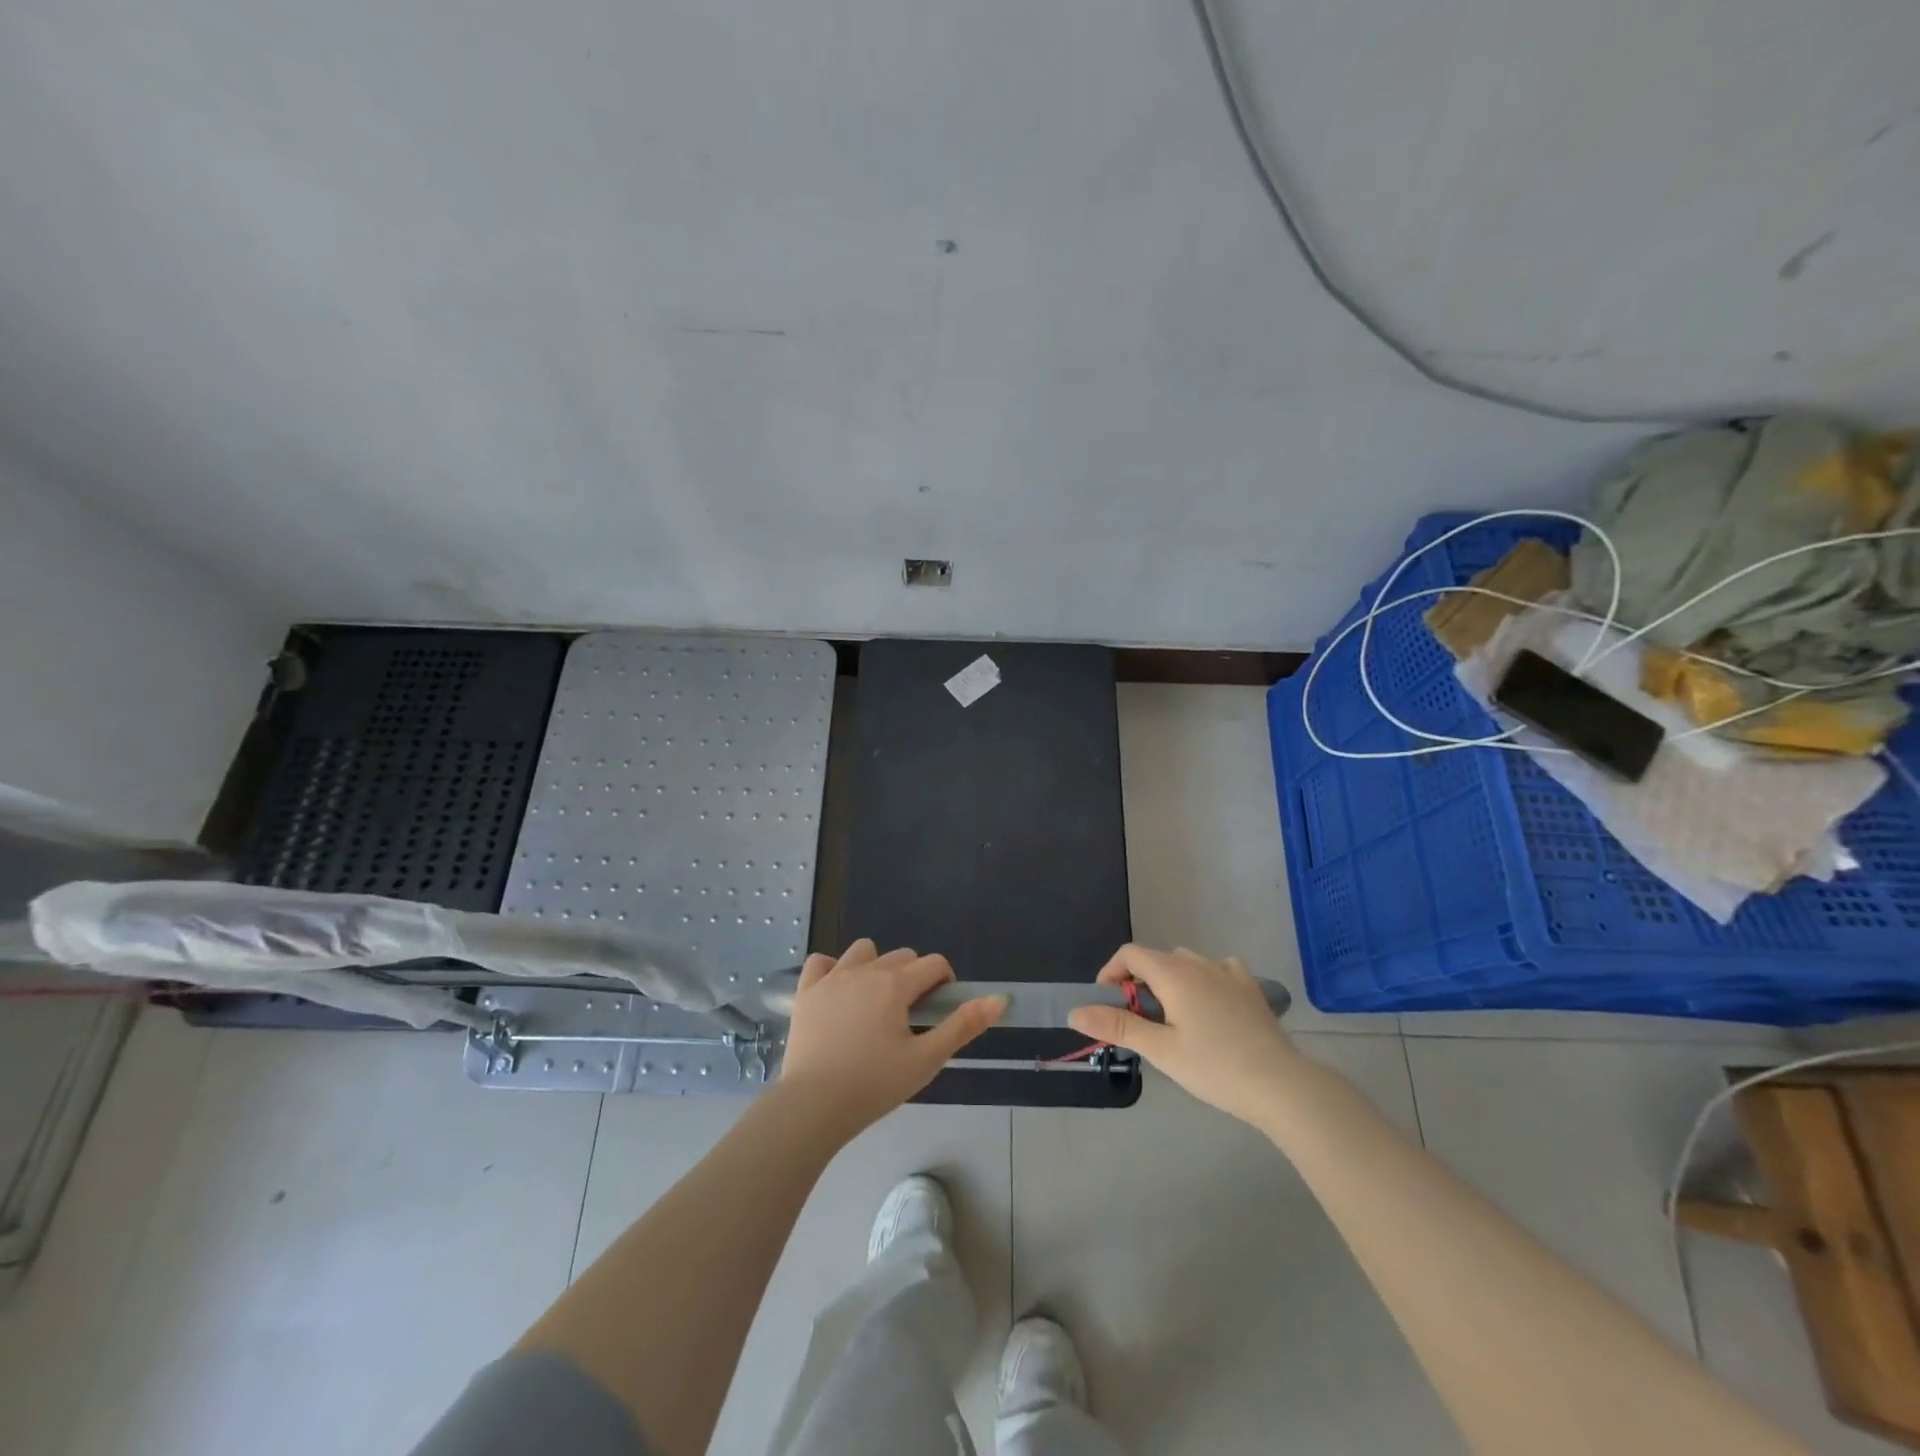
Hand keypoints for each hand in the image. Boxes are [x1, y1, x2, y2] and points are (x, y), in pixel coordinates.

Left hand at [779, 939, 1005, 1135]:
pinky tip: (837, 993)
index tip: (939, 1011)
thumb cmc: (874, 1084)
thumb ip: (963, 1026)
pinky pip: (820, 963)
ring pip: (863, 951)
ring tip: (874, 1001)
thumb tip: (1000, 998)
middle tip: (910, 1016)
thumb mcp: (926, 1059)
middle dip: (914, 977)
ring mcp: (831, 978)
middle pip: (901, 956)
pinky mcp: (806, 992)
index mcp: (896, 983)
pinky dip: (831, 970)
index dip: (944, 982)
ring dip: (875, 965)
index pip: (933, 964)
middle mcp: (865, 969)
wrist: (813, 1105)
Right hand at [1067, 944, 1306, 1126]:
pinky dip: (1204, 980)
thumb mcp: (1160, 1050)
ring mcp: (1228, 973)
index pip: (1130, 954)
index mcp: (1173, 973)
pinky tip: (1209, 1005)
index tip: (1107, 1004)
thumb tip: (1074, 1011)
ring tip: (1171, 1019)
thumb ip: (1117, 1025)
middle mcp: (1198, 963)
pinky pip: (1218, 969)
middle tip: (1138, 1022)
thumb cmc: (1214, 1067)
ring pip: (1186, 963)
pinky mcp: (1249, 988)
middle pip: (1156, 958)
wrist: (1281, 1085)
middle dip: (1138, 982)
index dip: (1111, 973)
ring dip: (1169, 981)